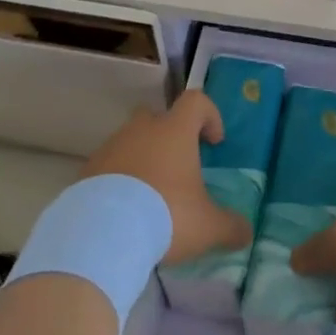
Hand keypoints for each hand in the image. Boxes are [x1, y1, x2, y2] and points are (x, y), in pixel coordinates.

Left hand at [80, 89, 253, 265]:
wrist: (102, 233)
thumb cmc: (165, 216)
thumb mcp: (208, 227)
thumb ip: (230, 226)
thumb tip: (246, 232)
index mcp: (175, 131)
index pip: (196, 101)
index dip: (209, 115)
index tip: (214, 142)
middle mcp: (142, 129)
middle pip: (157, 115)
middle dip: (169, 134)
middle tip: (178, 166)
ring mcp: (111, 147)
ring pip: (130, 140)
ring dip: (142, 158)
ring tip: (149, 195)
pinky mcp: (88, 170)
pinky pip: (108, 166)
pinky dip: (118, 180)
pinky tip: (124, 210)